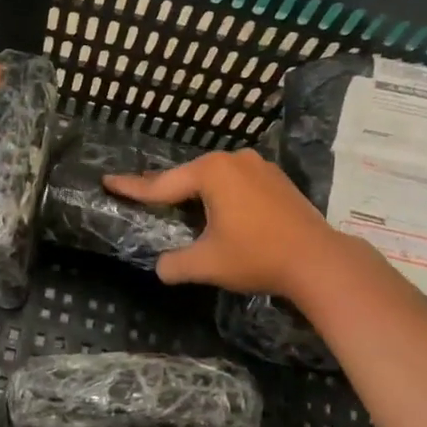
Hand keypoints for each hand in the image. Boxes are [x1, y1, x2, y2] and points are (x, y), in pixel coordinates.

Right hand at [104, 147, 349, 296]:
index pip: (162, 184)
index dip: (133, 187)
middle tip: (143, 195)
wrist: (318, 260)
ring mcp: (259, 166)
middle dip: (167, 189)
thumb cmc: (257, 256)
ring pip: (215, 178)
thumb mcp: (207, 264)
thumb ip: (176, 264)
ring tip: (180, 206)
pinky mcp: (277, 179)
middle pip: (189, 176)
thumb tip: (161, 267)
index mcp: (212, 172)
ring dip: (197, 193)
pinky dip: (222, 195)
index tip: (108, 181)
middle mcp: (234, 160)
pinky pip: (237, 182)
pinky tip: (220, 211)